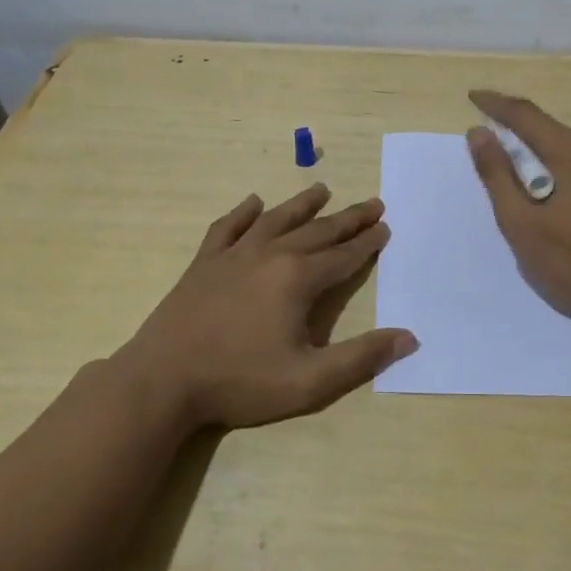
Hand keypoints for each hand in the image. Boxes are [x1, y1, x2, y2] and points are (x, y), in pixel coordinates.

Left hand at [120, 184, 416, 431]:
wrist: (162, 381)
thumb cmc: (239, 382)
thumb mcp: (310, 382)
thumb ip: (361, 358)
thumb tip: (408, 337)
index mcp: (298, 279)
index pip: (343, 256)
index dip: (367, 243)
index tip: (385, 227)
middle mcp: (270, 255)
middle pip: (318, 230)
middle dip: (348, 218)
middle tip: (372, 204)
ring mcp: (234, 255)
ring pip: (277, 219)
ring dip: (302, 204)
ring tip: (322, 189)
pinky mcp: (204, 263)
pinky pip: (228, 227)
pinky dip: (243, 213)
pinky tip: (253, 203)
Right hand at [466, 90, 570, 336]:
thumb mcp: (522, 223)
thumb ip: (497, 175)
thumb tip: (479, 132)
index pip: (525, 114)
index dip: (495, 104)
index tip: (473, 97)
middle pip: (549, 129)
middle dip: (517, 131)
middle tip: (489, 143)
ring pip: (569, 148)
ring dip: (540, 153)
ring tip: (517, 175)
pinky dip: (561, 168)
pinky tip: (554, 196)